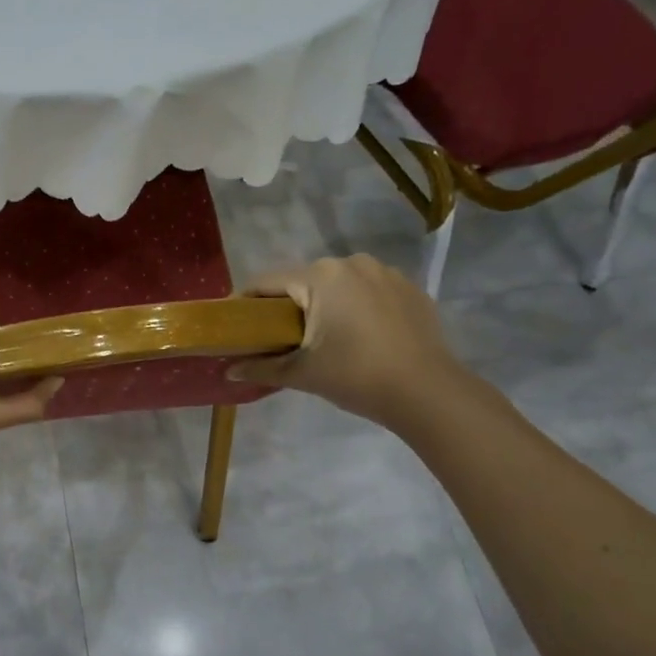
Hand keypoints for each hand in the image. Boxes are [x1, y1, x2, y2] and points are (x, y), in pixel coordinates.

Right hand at [228, 255, 470, 430]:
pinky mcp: (411, 289)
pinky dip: (358, 309)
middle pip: (304, 281)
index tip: (235, 323)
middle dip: (288, 306)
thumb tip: (228, 371)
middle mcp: (352, 263)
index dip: (245, 302)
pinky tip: (361, 338)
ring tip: (324, 339)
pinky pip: (370, 292)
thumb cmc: (356, 376)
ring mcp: (386, 273)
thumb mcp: (302, 374)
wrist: (428, 393)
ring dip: (325, 306)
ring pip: (339, 285)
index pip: (267, 282)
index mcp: (320, 277)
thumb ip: (261, 368)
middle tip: (279, 339)